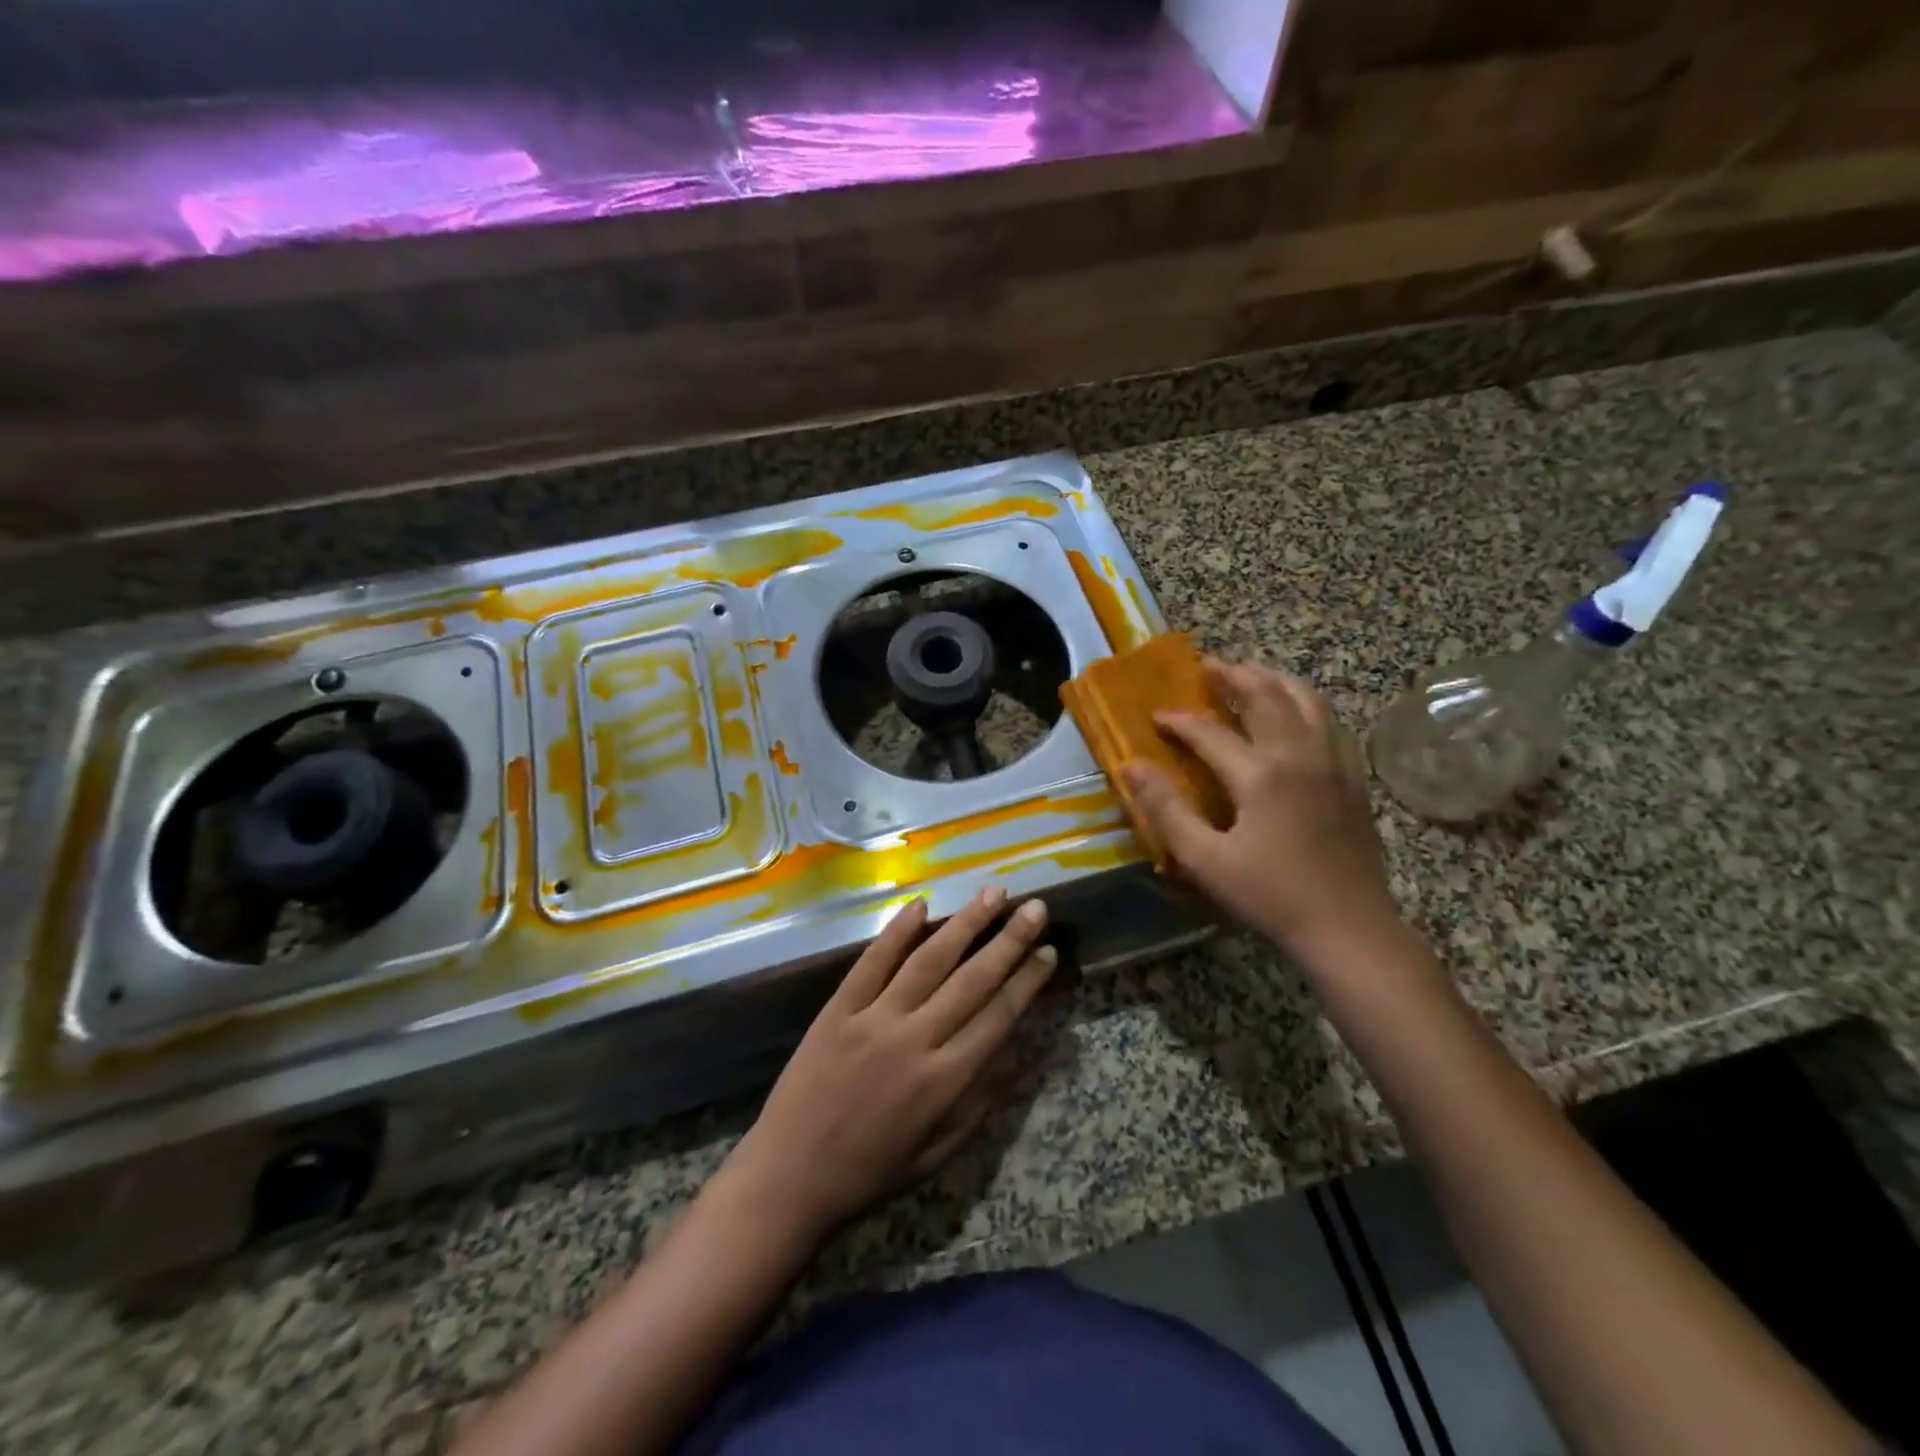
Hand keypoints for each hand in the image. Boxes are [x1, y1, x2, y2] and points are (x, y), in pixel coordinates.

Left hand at [722, 888, 1056, 1243]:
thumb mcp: (938, 1153)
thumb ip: (978, 1101)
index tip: (1048, 951)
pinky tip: (921, 904)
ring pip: (928, 961)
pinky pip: (872, 962)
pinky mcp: (838, 1009)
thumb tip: (1013, 1050)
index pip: (998, 1016)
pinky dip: (896, 931)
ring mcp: (873, 1019)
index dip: (1027, 981)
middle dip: (1009, 941)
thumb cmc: (870, 1172)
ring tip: (992, 894)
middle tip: (1035, 907)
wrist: (789, 1177)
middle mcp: (915, 1040)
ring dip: (964, 924)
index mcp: (944, 1081)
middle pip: (971, 980)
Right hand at [1120, 660, 1400, 959]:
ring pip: (1307, 699)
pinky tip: (1294, 715)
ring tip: (1250, 677)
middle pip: (1267, 695)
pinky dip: (1305, 704)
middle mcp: (1301, 754)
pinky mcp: (1353, 777)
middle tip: (1207, 666)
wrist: (1350, 927)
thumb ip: (1166, 809)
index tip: (1155, 716)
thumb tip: (1131, 765)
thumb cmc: (1272, 896)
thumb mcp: (1206, 860)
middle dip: (1233, 675)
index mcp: (1262, 774)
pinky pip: (1330, 722)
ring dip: (1274, 680)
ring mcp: (1334, 762)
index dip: (1178, 720)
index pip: (1210, 731)